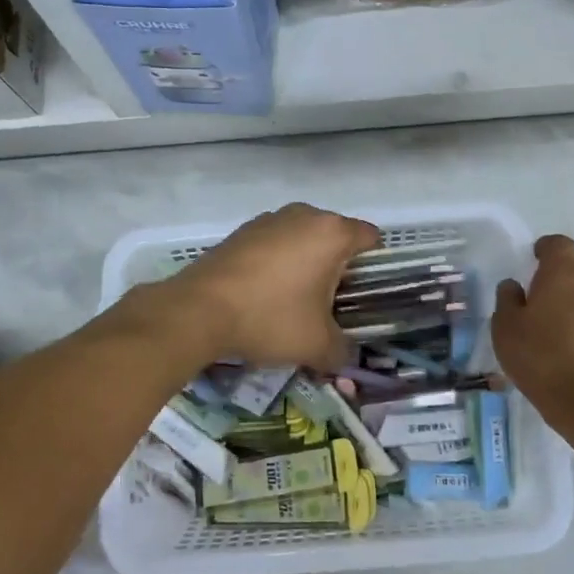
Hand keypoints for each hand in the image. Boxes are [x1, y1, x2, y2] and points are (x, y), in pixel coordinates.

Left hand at [158, 203, 381, 369]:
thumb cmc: (270, 318)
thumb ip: (342, 351)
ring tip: (296, 302)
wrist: (198, 311)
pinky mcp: (242, 231)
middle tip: (332, 304)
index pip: (370, 237)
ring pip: (302, 239)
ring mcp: (269, 219)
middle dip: (337, 267)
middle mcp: (304, 215)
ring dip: (305, 264)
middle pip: (335, 237)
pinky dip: (277, 263)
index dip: (374, 265)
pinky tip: (265, 294)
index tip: (366, 294)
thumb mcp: (317, 345)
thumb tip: (346, 358)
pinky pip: (274, 244)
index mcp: (331, 233)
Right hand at [493, 234, 573, 437]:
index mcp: (562, 276)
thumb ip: (507, 301)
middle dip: (562, 271)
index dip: (546, 247)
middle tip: (540, 289)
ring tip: (553, 321)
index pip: (560, 245)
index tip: (534, 257)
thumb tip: (513, 286)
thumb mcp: (506, 330)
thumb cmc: (542, 359)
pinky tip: (570, 345)